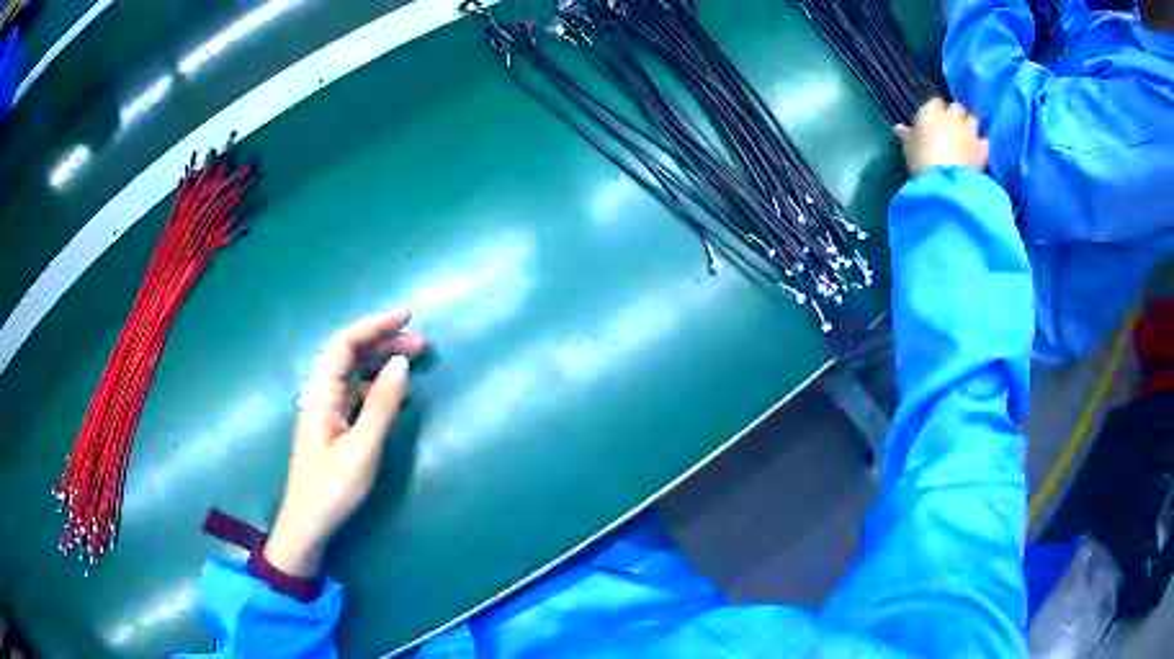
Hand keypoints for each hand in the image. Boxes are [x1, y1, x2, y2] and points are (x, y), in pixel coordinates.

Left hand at [264, 310, 425, 576]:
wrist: (308, 525)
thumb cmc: (332, 489)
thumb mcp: (362, 449)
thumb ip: (381, 405)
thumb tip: (401, 363)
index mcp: (321, 395)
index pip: (344, 345)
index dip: (373, 326)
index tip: (407, 318)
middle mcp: (321, 396)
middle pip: (349, 356)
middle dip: (383, 342)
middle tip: (421, 344)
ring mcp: (327, 412)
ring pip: (354, 375)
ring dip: (381, 362)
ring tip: (414, 361)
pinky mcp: (334, 429)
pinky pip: (357, 395)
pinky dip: (378, 386)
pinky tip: (396, 393)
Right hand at [895, 99, 989, 175]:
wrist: (946, 180)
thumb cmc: (921, 160)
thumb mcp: (908, 148)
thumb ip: (906, 136)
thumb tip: (899, 128)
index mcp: (931, 110)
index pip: (935, 103)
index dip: (936, 111)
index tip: (933, 121)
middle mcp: (952, 115)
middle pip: (956, 108)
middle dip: (955, 115)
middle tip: (951, 128)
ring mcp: (969, 131)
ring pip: (972, 120)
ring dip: (970, 125)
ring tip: (967, 137)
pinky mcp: (982, 148)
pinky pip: (985, 140)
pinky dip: (983, 143)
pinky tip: (980, 149)